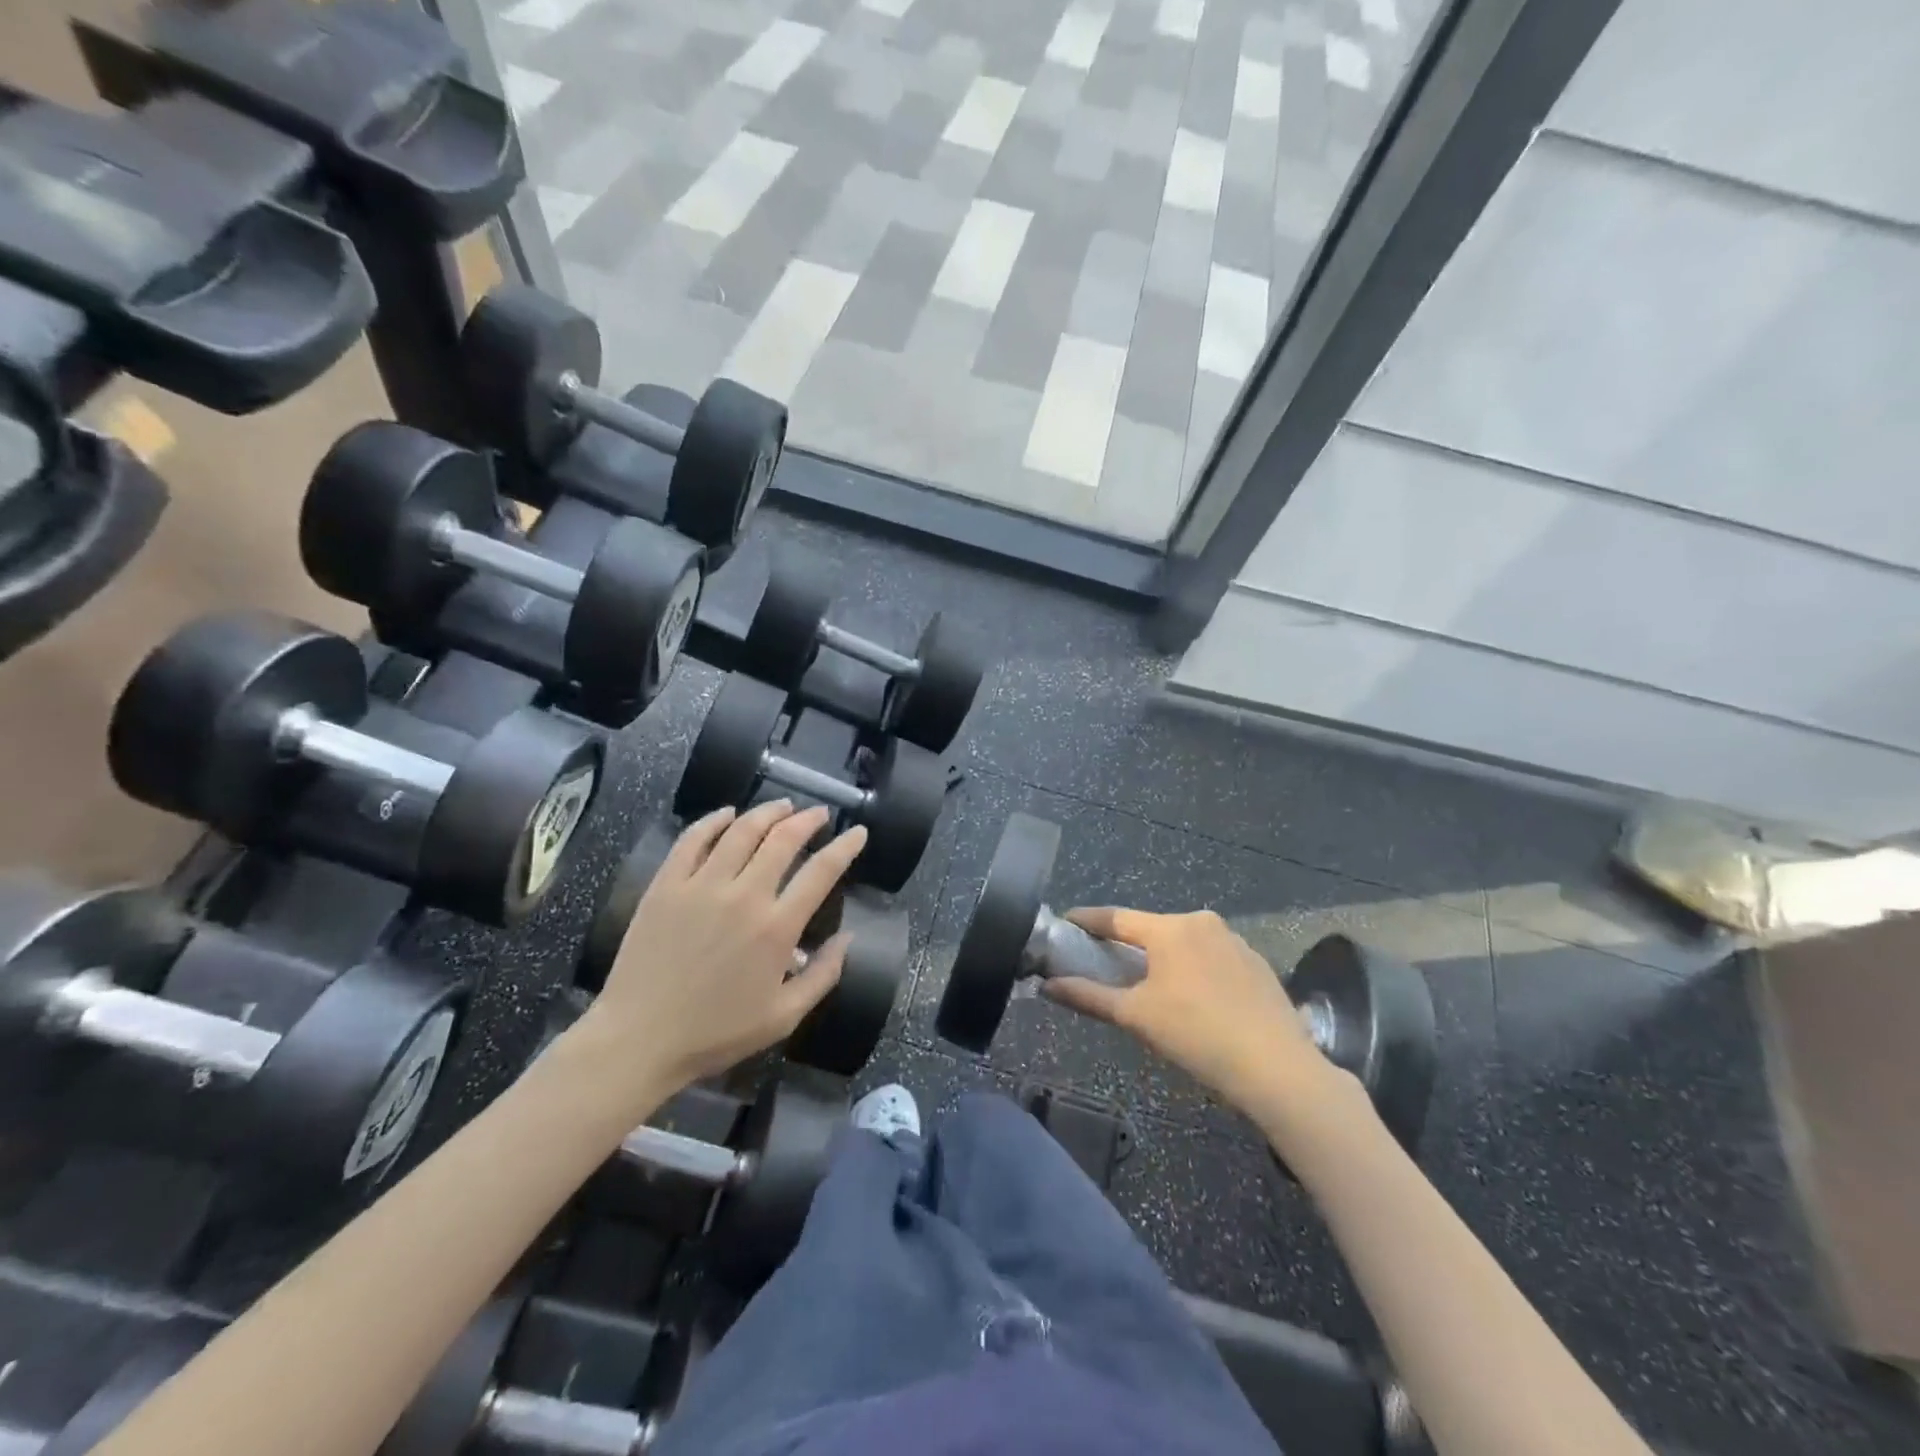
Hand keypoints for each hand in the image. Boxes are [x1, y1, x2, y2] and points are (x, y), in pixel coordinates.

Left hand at [586, 801, 865, 1100]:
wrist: (639, 1039)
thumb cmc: (716, 1033)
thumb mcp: (784, 1017)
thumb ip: (823, 975)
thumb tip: (848, 937)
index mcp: (776, 927)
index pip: (822, 871)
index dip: (845, 846)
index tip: (858, 832)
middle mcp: (744, 896)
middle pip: (783, 839)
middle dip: (808, 820)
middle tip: (819, 814)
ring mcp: (701, 886)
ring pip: (741, 830)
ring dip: (767, 812)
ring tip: (782, 806)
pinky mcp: (666, 885)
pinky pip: (693, 839)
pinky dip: (714, 820)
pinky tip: (727, 814)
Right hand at [1046, 908, 1350, 1124]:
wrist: (1278, 1069)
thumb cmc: (1197, 1035)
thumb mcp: (1136, 1017)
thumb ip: (1088, 996)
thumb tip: (1047, 986)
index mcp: (1171, 928)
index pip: (1116, 917)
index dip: (1087, 921)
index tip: (1066, 923)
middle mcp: (1203, 923)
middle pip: (1151, 930)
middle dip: (1127, 946)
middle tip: (1105, 965)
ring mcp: (1235, 942)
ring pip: (1184, 944)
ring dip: (1162, 960)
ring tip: (1150, 988)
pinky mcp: (1257, 964)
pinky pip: (1211, 959)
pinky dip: (1193, 971)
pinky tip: (1194, 1001)